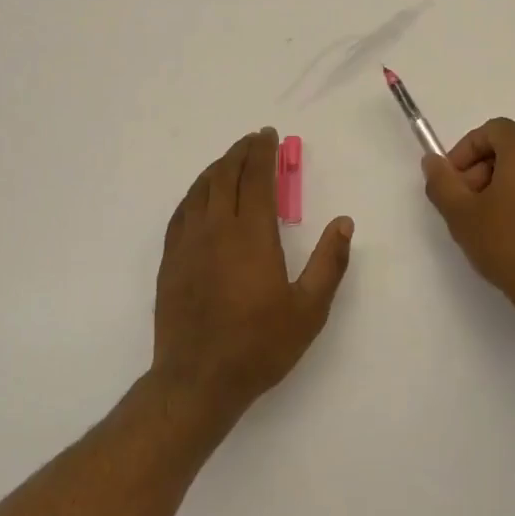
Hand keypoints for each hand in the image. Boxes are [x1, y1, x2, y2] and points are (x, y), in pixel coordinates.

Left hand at [153, 129, 354, 417]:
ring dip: (217, 168)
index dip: (262, 153)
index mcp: (252, 235)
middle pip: (225, 176)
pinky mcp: (170, 260)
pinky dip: (194, 193)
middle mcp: (216, 229)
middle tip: (252, 140)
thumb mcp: (309, 310)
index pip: (256, 179)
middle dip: (240, 153)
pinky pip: (181, 212)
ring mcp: (188, 243)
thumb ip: (329, 263)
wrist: (198, 379)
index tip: (268, 136)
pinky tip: (200, 196)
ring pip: (200, 190)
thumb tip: (344, 223)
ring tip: (230, 160)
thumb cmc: (259, 345)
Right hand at [422, 119, 514, 339]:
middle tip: (470, 202)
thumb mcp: (461, 216)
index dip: (466, 151)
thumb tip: (433, 162)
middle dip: (485, 167)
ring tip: (494, 221)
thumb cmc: (510, 247)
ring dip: (509, 183)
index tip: (454, 181)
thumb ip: (442, 182)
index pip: (492, 130)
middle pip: (514, 147)